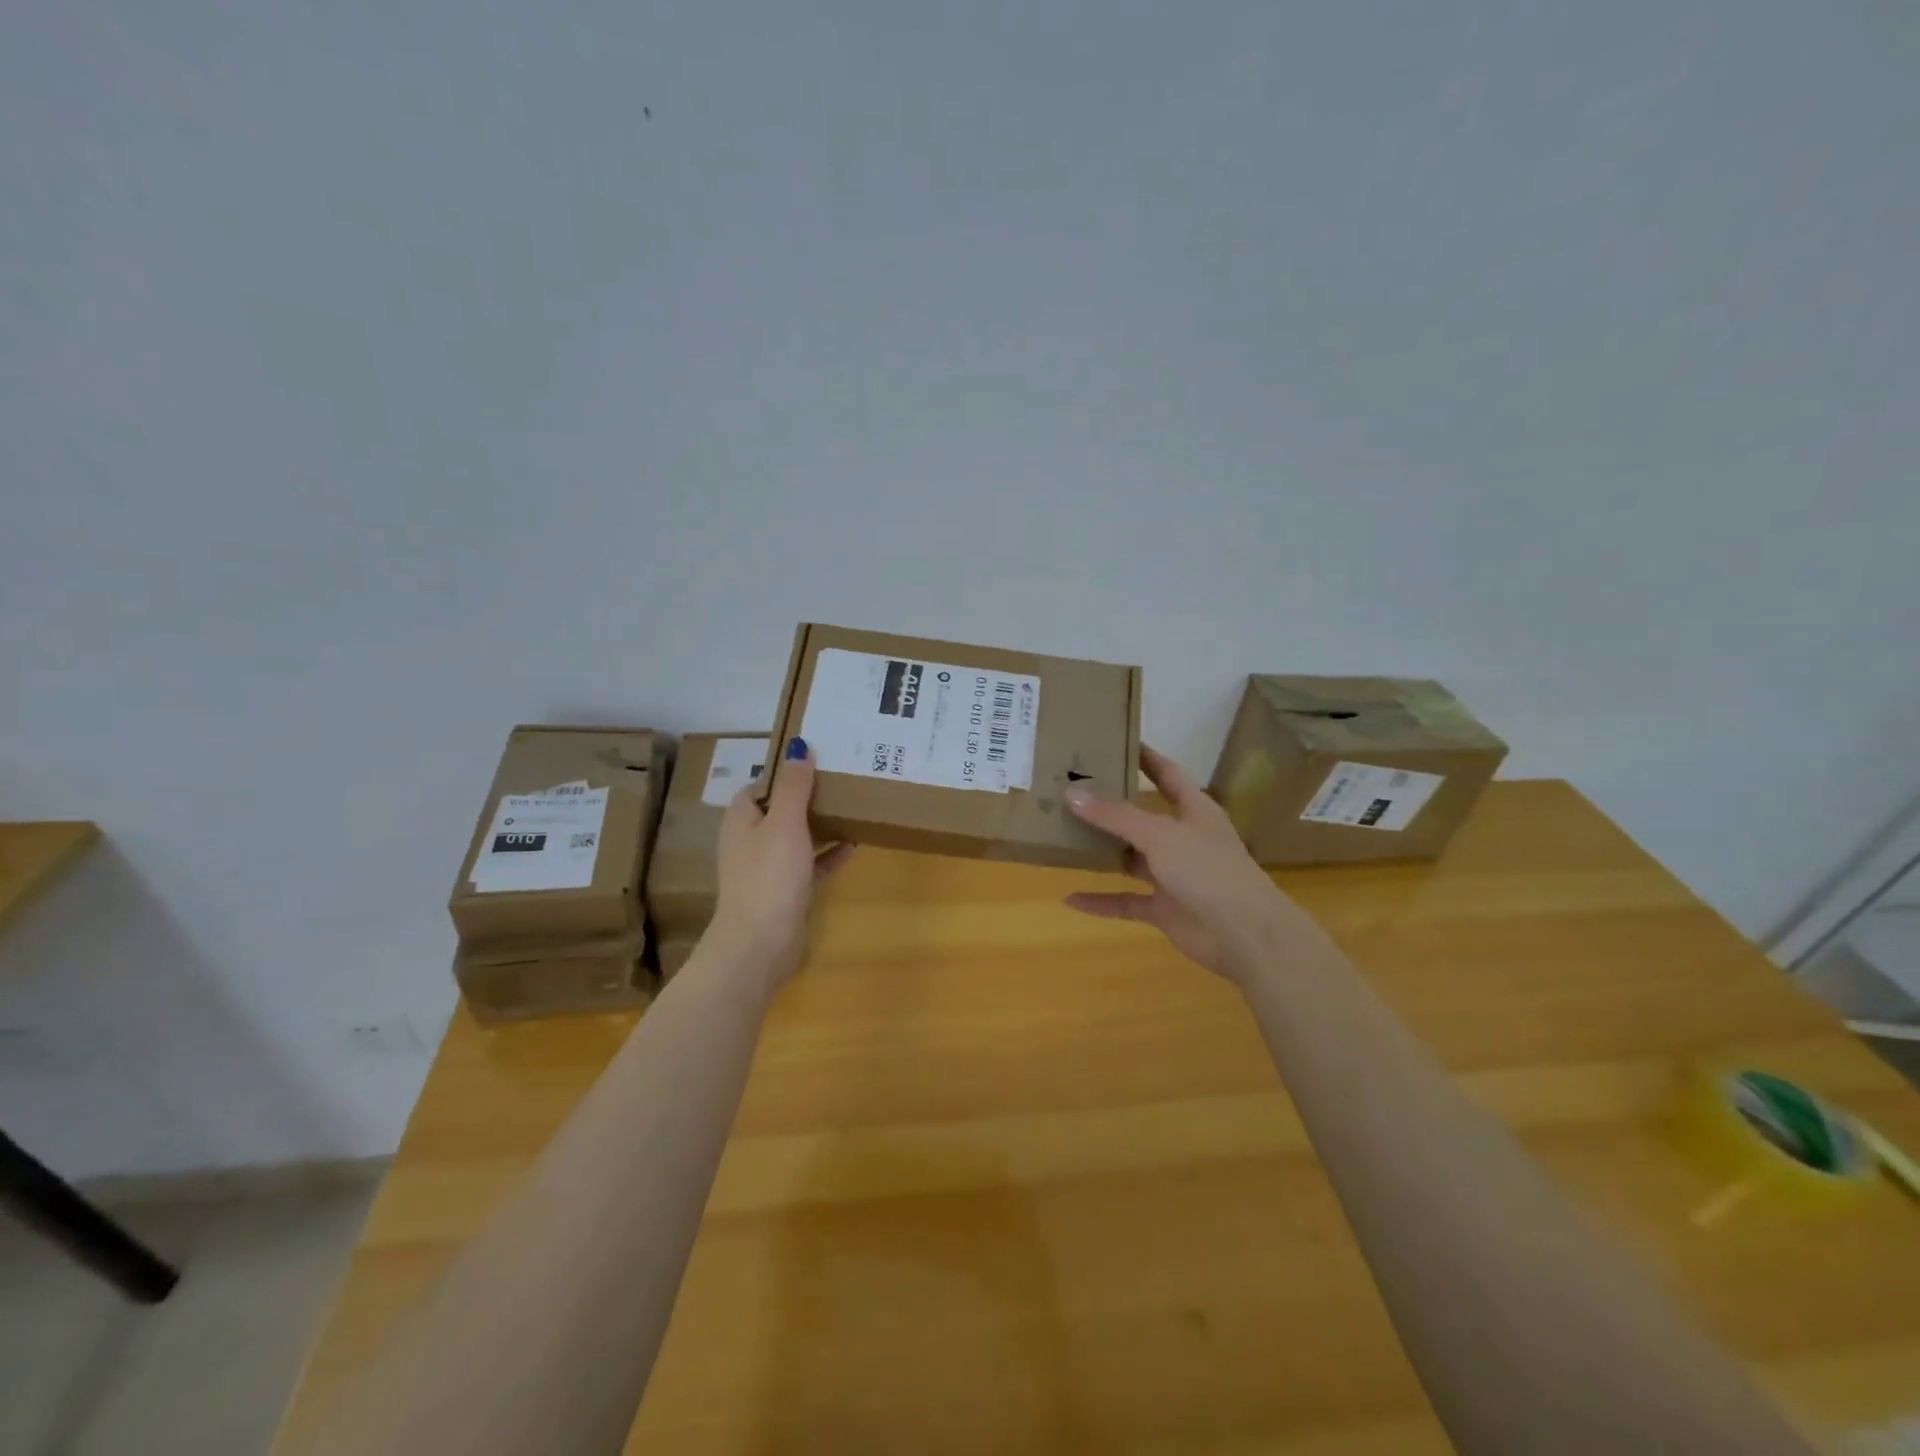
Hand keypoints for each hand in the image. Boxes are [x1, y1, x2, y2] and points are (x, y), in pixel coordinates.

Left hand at [707, 737, 851, 992]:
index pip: (761, 784)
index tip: (817, 758)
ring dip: (820, 823)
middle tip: (841, 778)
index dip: (785, 771)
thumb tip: (798, 746)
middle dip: (808, 795)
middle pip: (780, 809)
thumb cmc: (770, 875)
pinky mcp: (785, 892)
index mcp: (742, 819)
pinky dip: (827, 854)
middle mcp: (751, 840)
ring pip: (796, 836)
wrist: (761, 942)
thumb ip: (794, 785)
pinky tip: (853, 844)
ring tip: (851, 805)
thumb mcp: (785, 822)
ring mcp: (767, 868)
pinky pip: (809, 864)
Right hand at [1063, 744, 1326, 984]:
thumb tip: (1072, 794)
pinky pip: (1126, 901)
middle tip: (1072, 789)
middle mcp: (1183, 839)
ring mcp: (1174, 876)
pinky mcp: (1165, 909)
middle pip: (1142, 816)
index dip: (1146, 757)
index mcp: (1194, 810)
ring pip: (1131, 859)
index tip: (1116, 740)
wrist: (1245, 935)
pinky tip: (1070, 899)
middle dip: (1111, 806)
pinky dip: (1101, 901)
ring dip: (1103, 852)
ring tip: (1064, 838)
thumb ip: (1115, 816)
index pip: (1167, 774)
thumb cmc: (1208, 870)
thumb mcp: (1159, 835)